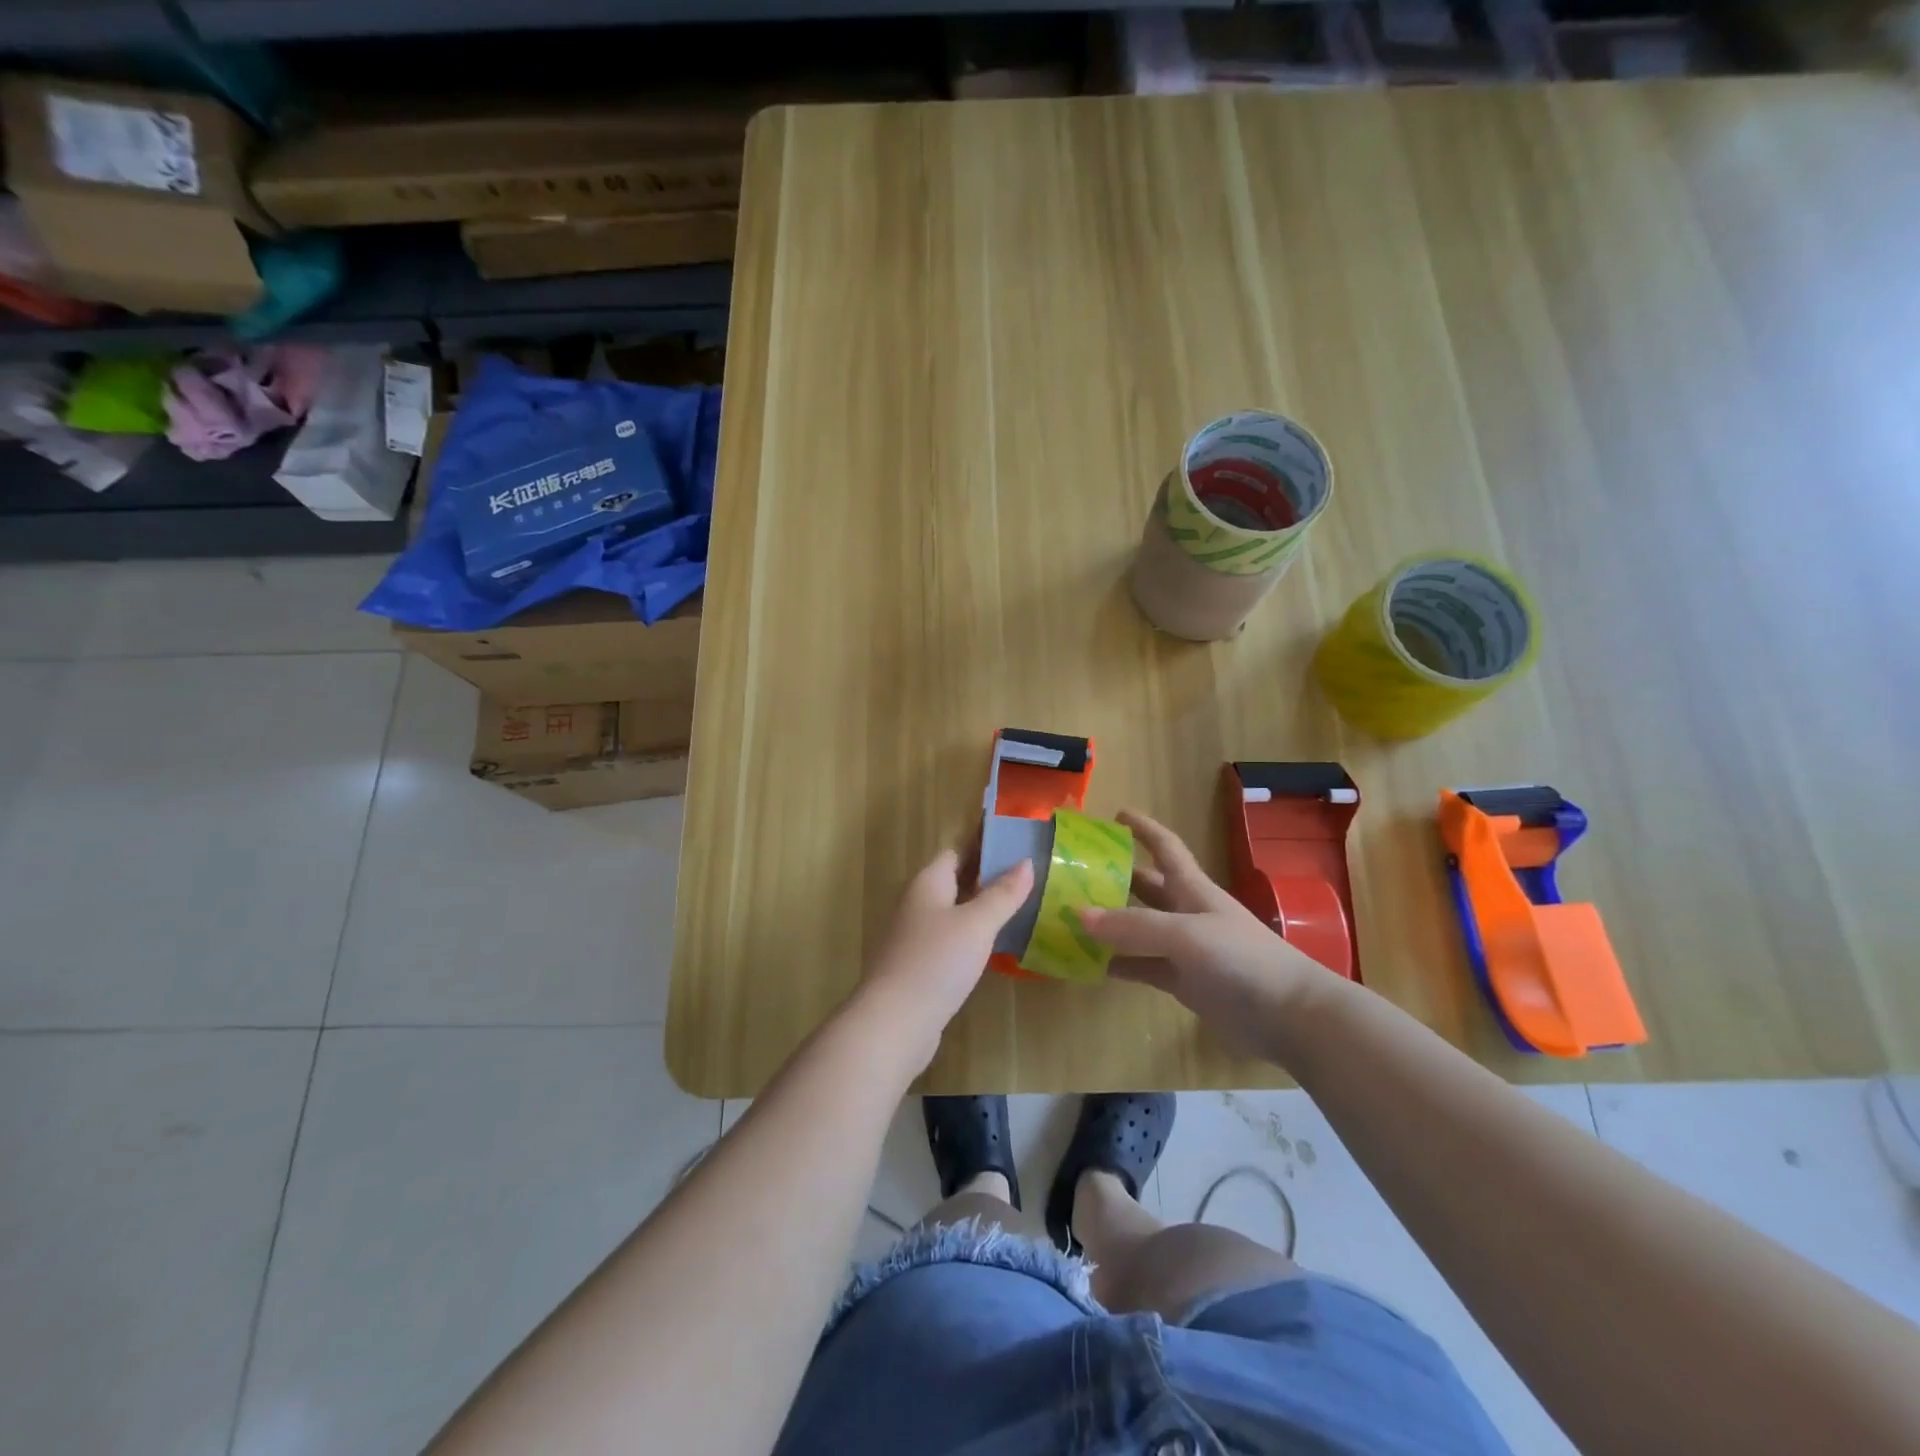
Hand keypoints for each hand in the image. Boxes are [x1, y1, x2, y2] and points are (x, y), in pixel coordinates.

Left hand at [852, 849, 1033, 1072]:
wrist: (894, 1022)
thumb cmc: (936, 962)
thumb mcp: (977, 924)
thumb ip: (1003, 893)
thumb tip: (1026, 862)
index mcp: (928, 883)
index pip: (957, 852)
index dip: (985, 846)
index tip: (1019, 845)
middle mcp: (918, 903)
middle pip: (955, 881)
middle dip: (988, 878)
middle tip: (1029, 877)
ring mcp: (915, 936)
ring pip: (954, 912)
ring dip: (982, 909)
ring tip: (1021, 908)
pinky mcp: (919, 966)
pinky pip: (950, 940)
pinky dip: (972, 937)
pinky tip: (995, 947)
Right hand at [1080, 811, 1330, 1036]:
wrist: (1290, 1015)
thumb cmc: (1242, 958)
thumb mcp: (1186, 934)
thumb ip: (1134, 925)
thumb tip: (1078, 915)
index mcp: (1192, 888)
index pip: (1164, 846)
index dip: (1142, 828)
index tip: (1114, 814)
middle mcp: (1185, 912)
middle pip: (1144, 886)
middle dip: (1113, 876)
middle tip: (1072, 872)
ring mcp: (1184, 949)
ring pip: (1137, 928)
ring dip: (1108, 923)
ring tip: (1068, 918)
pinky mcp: (1182, 982)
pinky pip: (1140, 966)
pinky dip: (1116, 964)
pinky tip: (1087, 965)